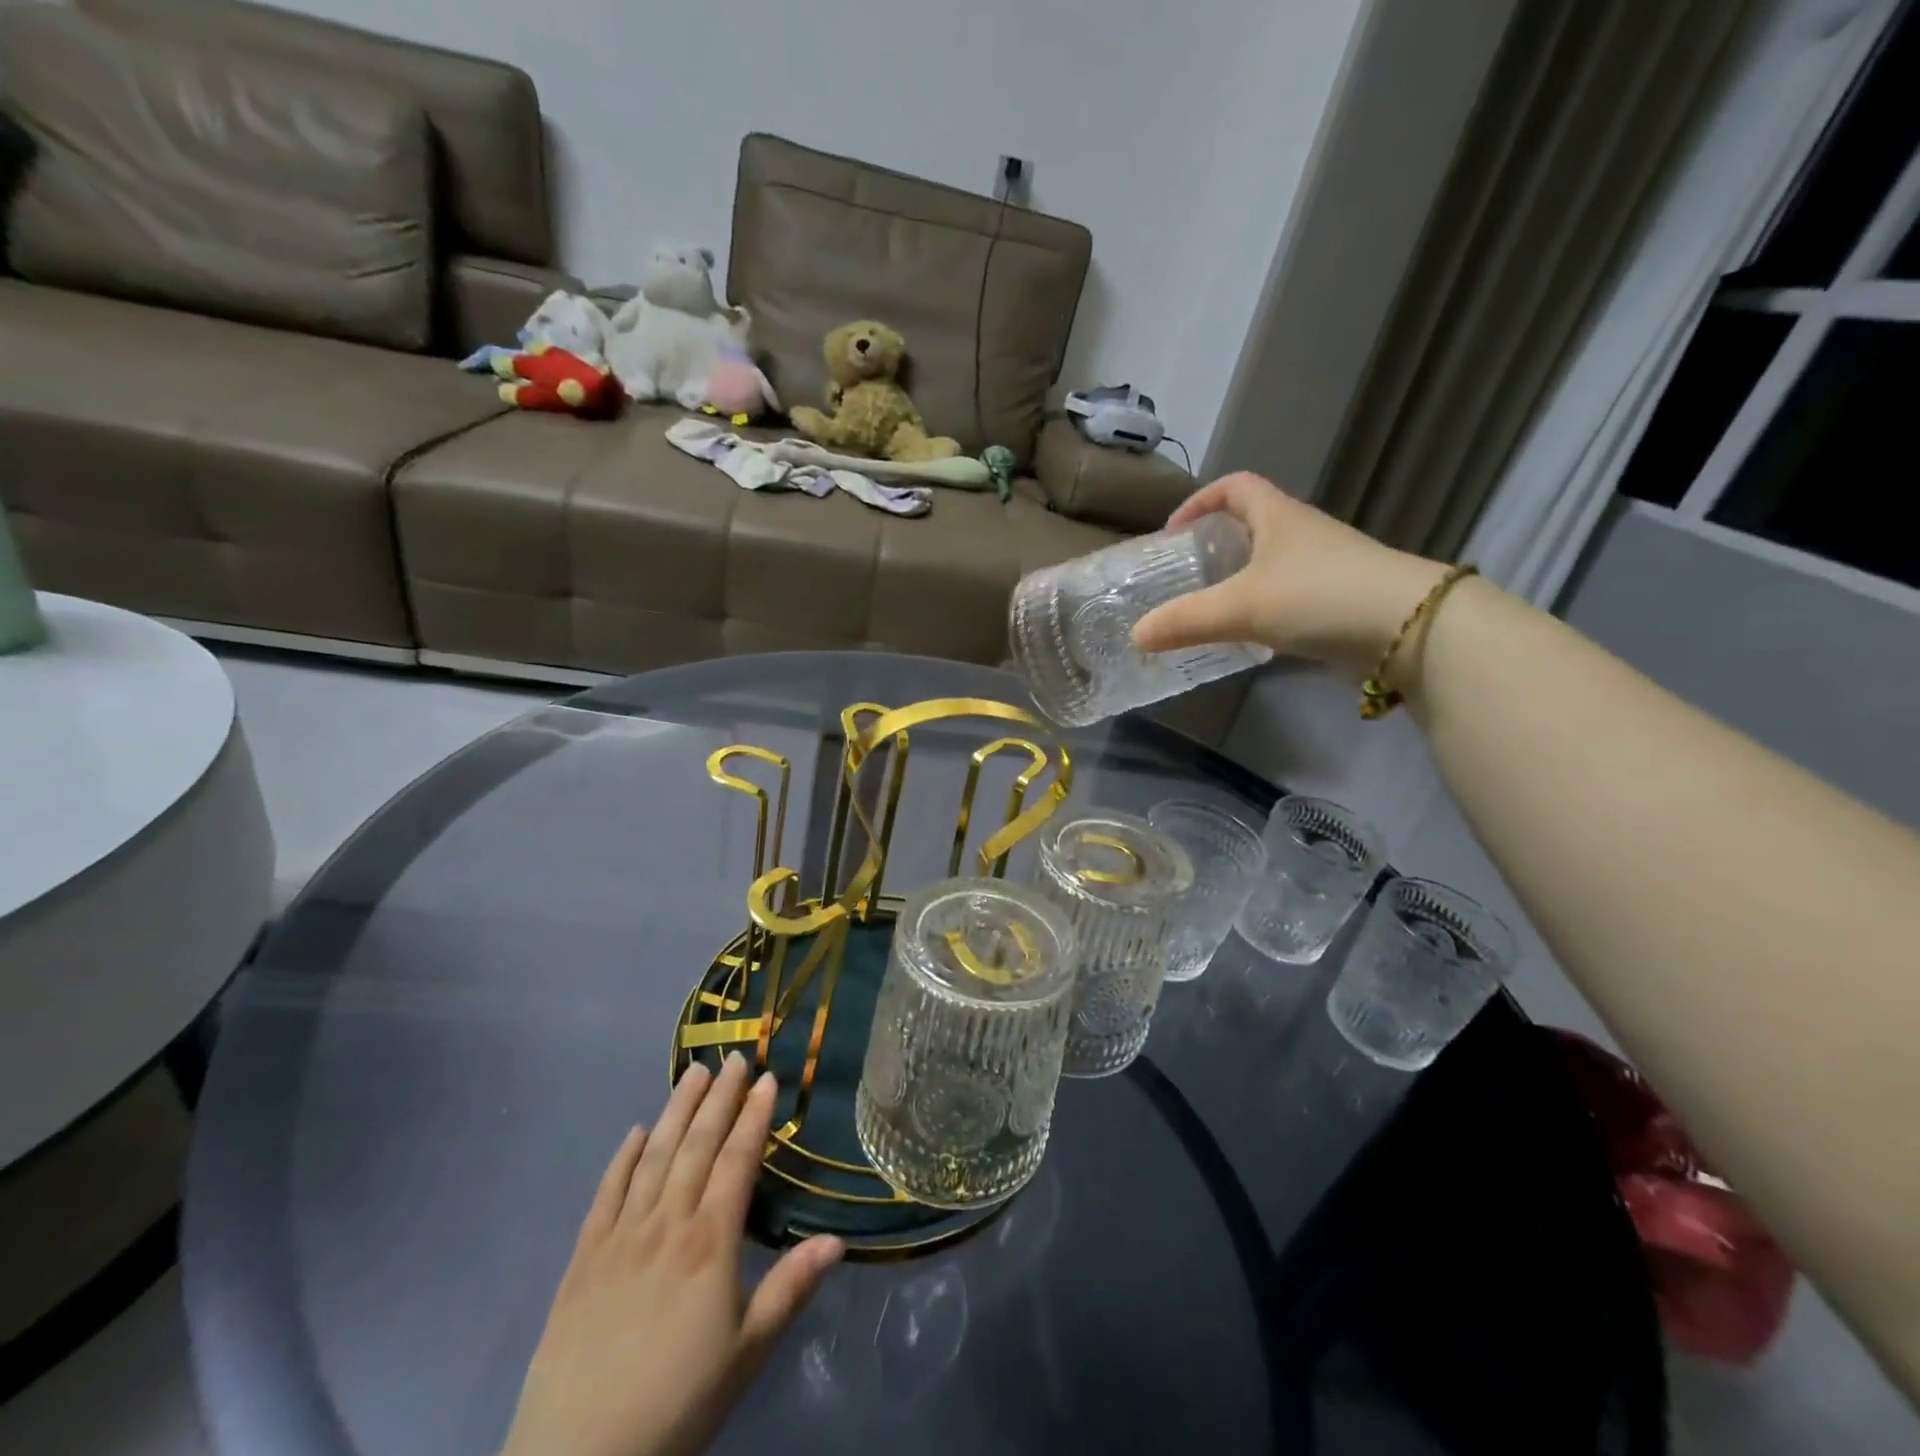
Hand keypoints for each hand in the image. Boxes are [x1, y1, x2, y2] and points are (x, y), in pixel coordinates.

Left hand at [500, 1055, 843, 1455]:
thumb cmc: (677, 1403)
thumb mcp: (747, 1354)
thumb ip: (790, 1289)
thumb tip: (838, 1240)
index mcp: (708, 1243)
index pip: (737, 1161)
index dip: (754, 1117)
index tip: (768, 1079)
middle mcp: (665, 1224)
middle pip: (696, 1146)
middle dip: (719, 1098)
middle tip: (736, 1058)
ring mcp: (619, 1237)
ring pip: (653, 1157)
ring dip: (676, 1111)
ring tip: (694, 1073)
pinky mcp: (583, 1259)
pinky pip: (606, 1194)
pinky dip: (622, 1158)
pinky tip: (635, 1132)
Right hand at [1131, 473, 1450, 679]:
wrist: (1409, 628)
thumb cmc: (1318, 596)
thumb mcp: (1241, 607)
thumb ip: (1185, 620)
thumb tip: (1136, 635)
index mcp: (1278, 516)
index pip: (1234, 487)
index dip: (1200, 501)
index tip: (1172, 533)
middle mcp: (1303, 534)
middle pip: (1252, 525)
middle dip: (1215, 546)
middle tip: (1185, 576)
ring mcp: (1325, 567)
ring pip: (1271, 565)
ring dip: (1239, 581)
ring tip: (1209, 610)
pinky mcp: (1339, 601)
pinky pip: (1289, 597)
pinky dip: (1264, 611)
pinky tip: (1249, 638)